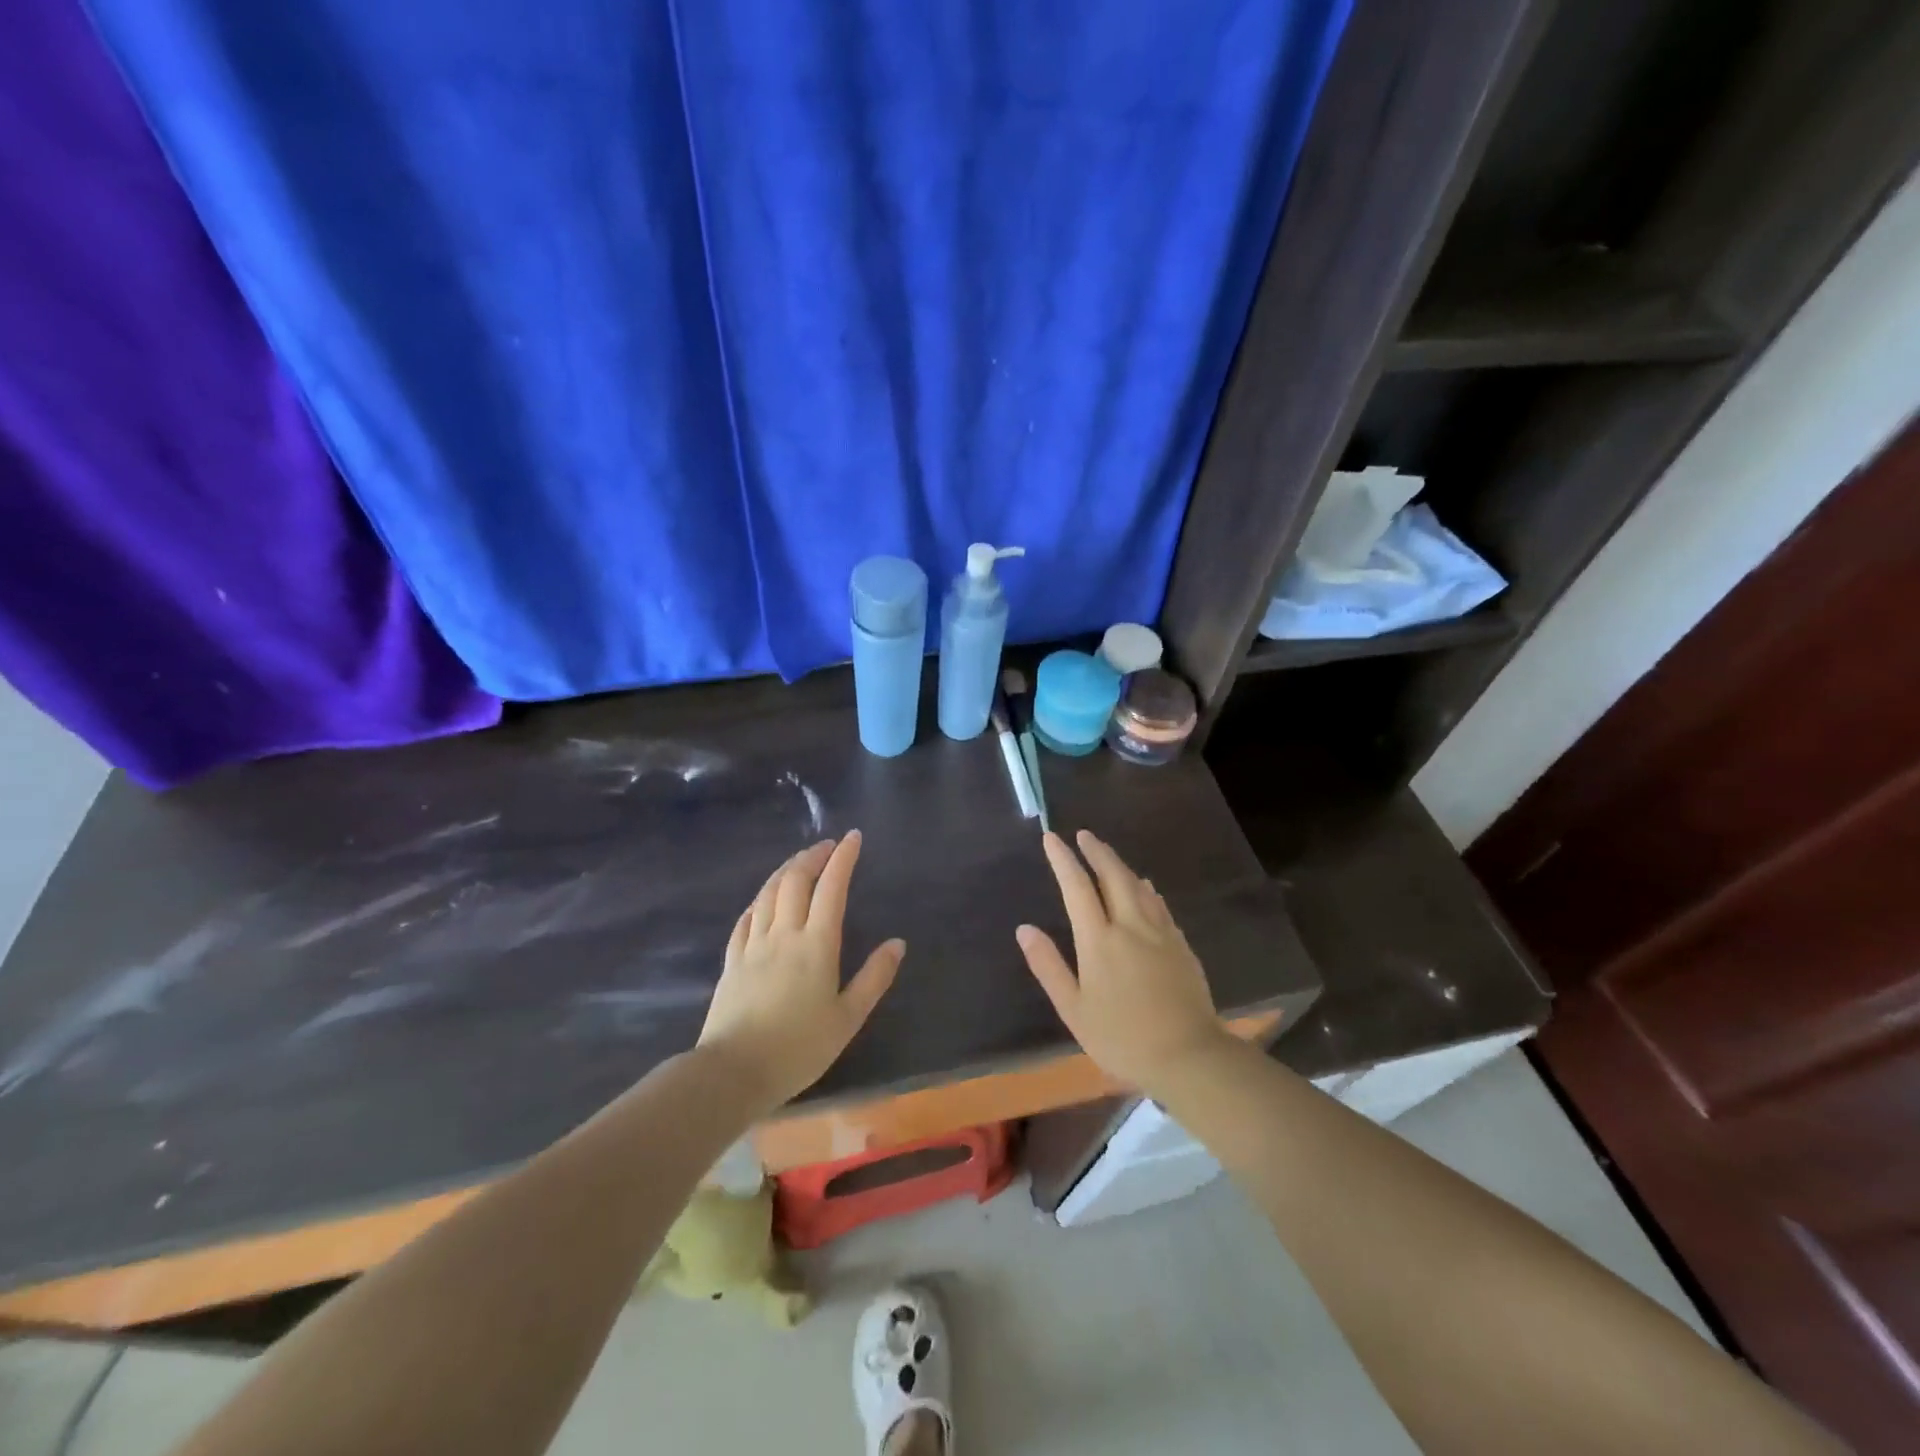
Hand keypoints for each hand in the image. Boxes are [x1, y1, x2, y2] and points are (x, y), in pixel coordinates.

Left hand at [696, 830, 904, 1113]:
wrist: (734, 1071)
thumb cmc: (799, 1048)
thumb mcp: (848, 1018)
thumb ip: (874, 978)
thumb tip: (897, 943)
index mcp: (817, 945)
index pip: (832, 888)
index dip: (843, 858)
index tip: (853, 837)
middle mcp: (784, 934)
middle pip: (796, 881)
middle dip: (813, 856)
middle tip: (827, 845)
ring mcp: (754, 945)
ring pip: (768, 893)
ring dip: (786, 870)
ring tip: (799, 862)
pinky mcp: (732, 960)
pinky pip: (746, 917)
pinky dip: (760, 899)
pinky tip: (763, 899)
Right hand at [1016, 830, 1229, 1092]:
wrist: (1189, 1055)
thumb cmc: (1122, 1037)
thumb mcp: (1074, 1009)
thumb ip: (1049, 966)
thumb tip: (1024, 928)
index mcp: (1099, 940)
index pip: (1077, 887)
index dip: (1063, 860)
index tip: (1051, 838)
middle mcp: (1130, 926)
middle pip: (1113, 876)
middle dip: (1096, 852)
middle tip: (1084, 835)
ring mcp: (1160, 933)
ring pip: (1138, 886)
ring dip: (1120, 865)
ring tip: (1108, 855)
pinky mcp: (1181, 945)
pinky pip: (1159, 904)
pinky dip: (1146, 889)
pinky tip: (1146, 887)